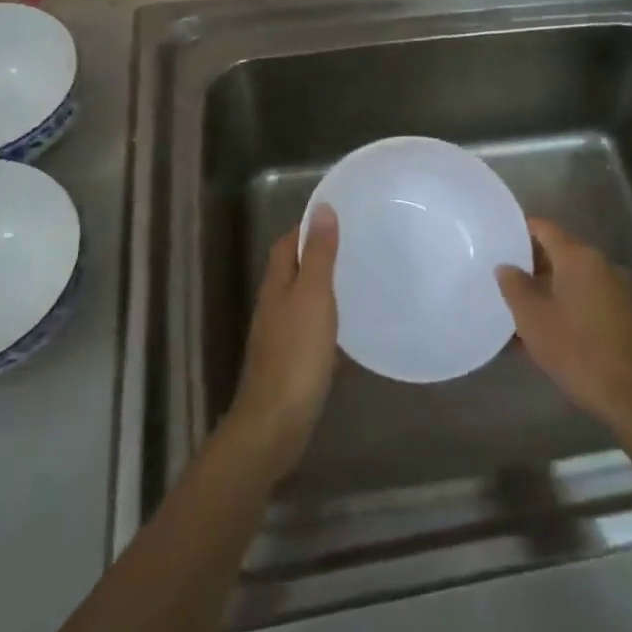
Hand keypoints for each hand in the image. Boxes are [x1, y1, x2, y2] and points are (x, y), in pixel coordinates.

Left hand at [227, 206, 339, 476]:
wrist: (277, 421)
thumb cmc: (296, 353)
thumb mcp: (312, 296)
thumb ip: (317, 255)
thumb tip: (321, 209)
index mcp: (276, 286)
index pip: (285, 244)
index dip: (306, 228)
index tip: (337, 217)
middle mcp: (273, 306)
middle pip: (292, 270)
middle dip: (317, 254)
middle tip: (355, 245)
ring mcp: (280, 336)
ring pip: (302, 300)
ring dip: (324, 287)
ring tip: (358, 279)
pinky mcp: (292, 362)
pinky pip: (311, 329)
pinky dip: (329, 320)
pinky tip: (351, 327)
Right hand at [497, 219, 631, 427]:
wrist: (620, 389)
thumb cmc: (571, 347)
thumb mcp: (531, 316)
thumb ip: (514, 285)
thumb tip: (505, 266)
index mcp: (579, 257)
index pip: (545, 228)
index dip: (520, 229)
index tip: (498, 237)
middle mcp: (599, 264)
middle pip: (559, 251)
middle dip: (530, 261)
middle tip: (502, 273)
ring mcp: (613, 287)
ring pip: (571, 275)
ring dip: (545, 284)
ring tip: (517, 302)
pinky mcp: (619, 310)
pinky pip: (583, 294)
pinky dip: (562, 300)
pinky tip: (542, 323)